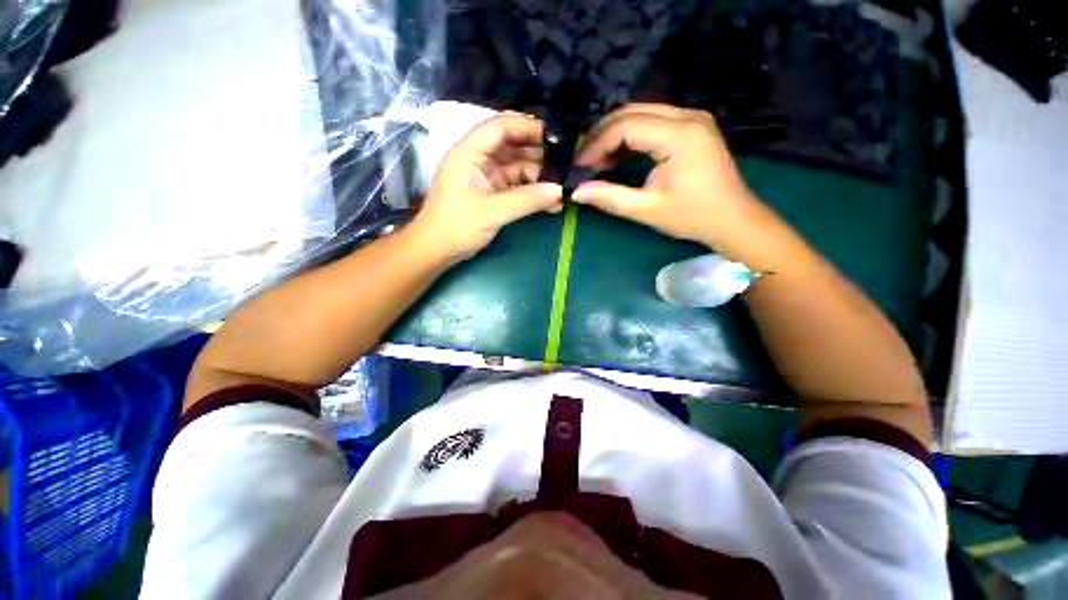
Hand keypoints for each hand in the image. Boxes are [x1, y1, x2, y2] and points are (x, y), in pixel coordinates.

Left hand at [411, 113, 563, 263]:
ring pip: (518, 168)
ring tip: (563, 187)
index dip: (528, 127)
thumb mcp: (492, 212)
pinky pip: (517, 187)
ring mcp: (486, 177)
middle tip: (567, 163)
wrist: (436, 251)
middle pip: (512, 146)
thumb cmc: (456, 227)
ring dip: (539, 178)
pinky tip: (551, 202)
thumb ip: (526, 200)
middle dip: (539, 154)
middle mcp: (479, 159)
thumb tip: (559, 191)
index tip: (556, 136)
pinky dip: (532, 193)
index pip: (501, 127)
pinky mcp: (492, 193)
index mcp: (470, 152)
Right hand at [572, 104, 764, 249]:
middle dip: (602, 134)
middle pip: (632, 112)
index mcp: (680, 135)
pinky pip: (653, 121)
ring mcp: (692, 118)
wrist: (733, 219)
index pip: (626, 126)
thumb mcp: (647, 209)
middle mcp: (687, 116)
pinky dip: (631, 136)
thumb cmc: (693, 216)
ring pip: (641, 113)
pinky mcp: (692, 126)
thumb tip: (576, 192)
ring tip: (597, 159)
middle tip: (584, 160)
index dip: (597, 144)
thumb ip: (610, 198)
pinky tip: (618, 154)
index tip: (579, 165)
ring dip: (615, 134)